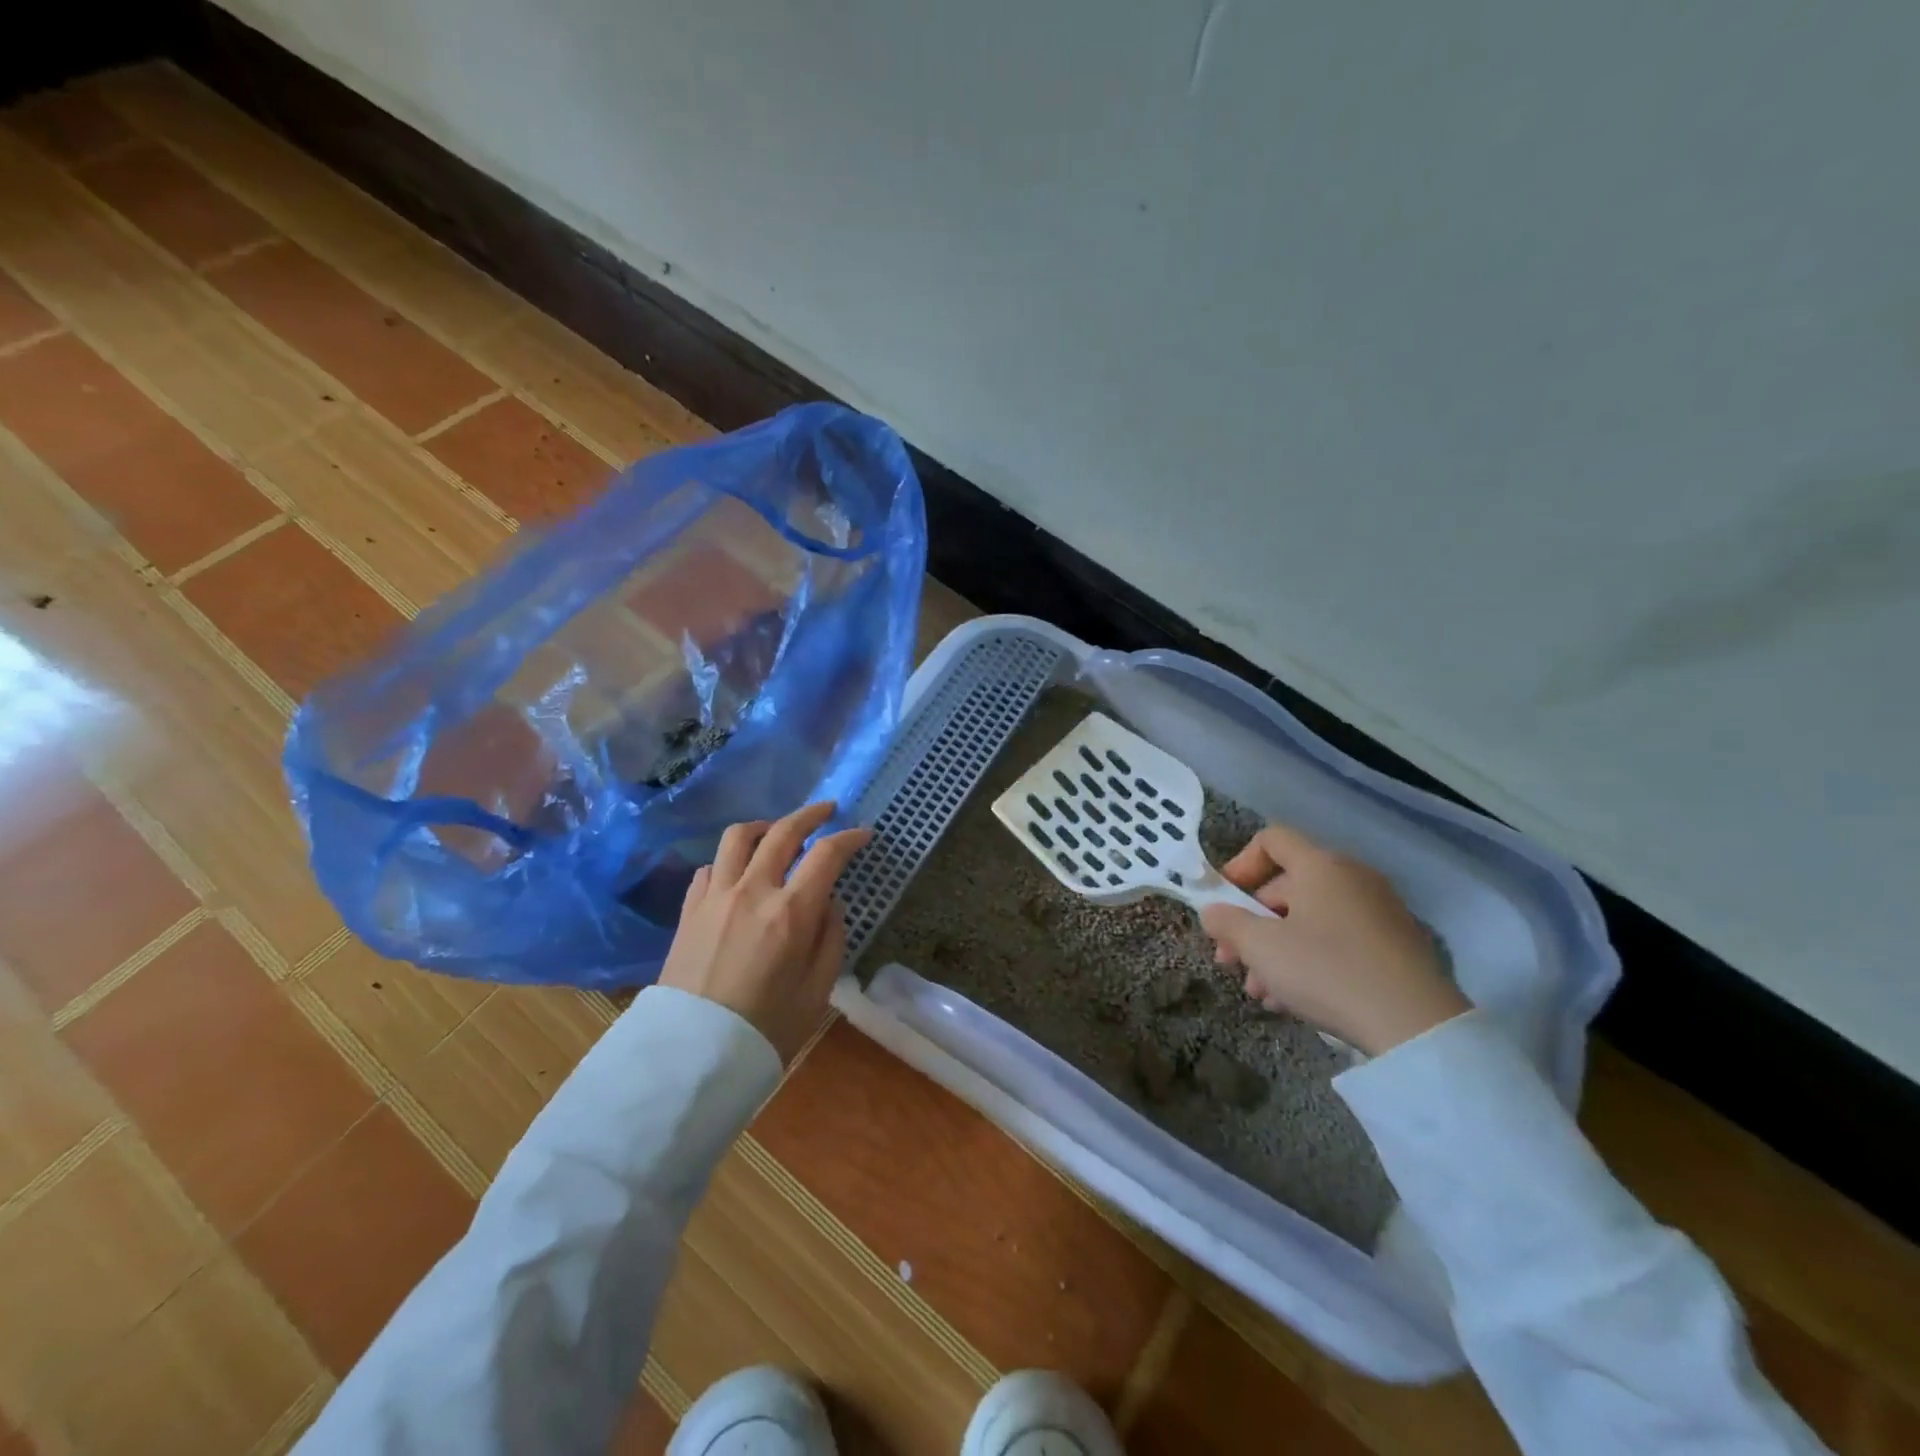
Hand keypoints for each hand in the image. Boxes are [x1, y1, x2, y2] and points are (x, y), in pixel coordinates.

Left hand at [658, 802, 871, 1063]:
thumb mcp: (817, 991)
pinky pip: (710, 866)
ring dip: (764, 826)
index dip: (849, 838)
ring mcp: (715, 897)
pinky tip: (738, 873)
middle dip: (810, 814)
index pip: (826, 855)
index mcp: (791, 913)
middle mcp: (753, 891)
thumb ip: (830, 939)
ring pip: (738, 837)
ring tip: (777, 831)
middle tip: (827, 811)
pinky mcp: (689, 910)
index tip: (862, 834)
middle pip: (782, 832)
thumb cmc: (766, 1030)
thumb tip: (829, 903)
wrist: (691, 1058)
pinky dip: (730, 860)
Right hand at [1200, 823, 1468, 1056]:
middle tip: (1231, 961)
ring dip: (1276, 950)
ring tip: (1259, 992)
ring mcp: (1378, 911)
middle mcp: (1352, 878)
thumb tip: (1213, 911)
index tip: (1223, 901)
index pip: (1272, 840)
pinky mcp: (1395, 946)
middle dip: (1252, 924)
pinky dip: (1309, 959)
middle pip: (1286, 887)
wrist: (1415, 1025)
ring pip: (1310, 920)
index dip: (1239, 864)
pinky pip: (1338, 940)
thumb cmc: (1326, 970)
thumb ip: (1227, 922)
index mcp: (1321, 865)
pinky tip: (1292, 1000)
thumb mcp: (1261, 947)